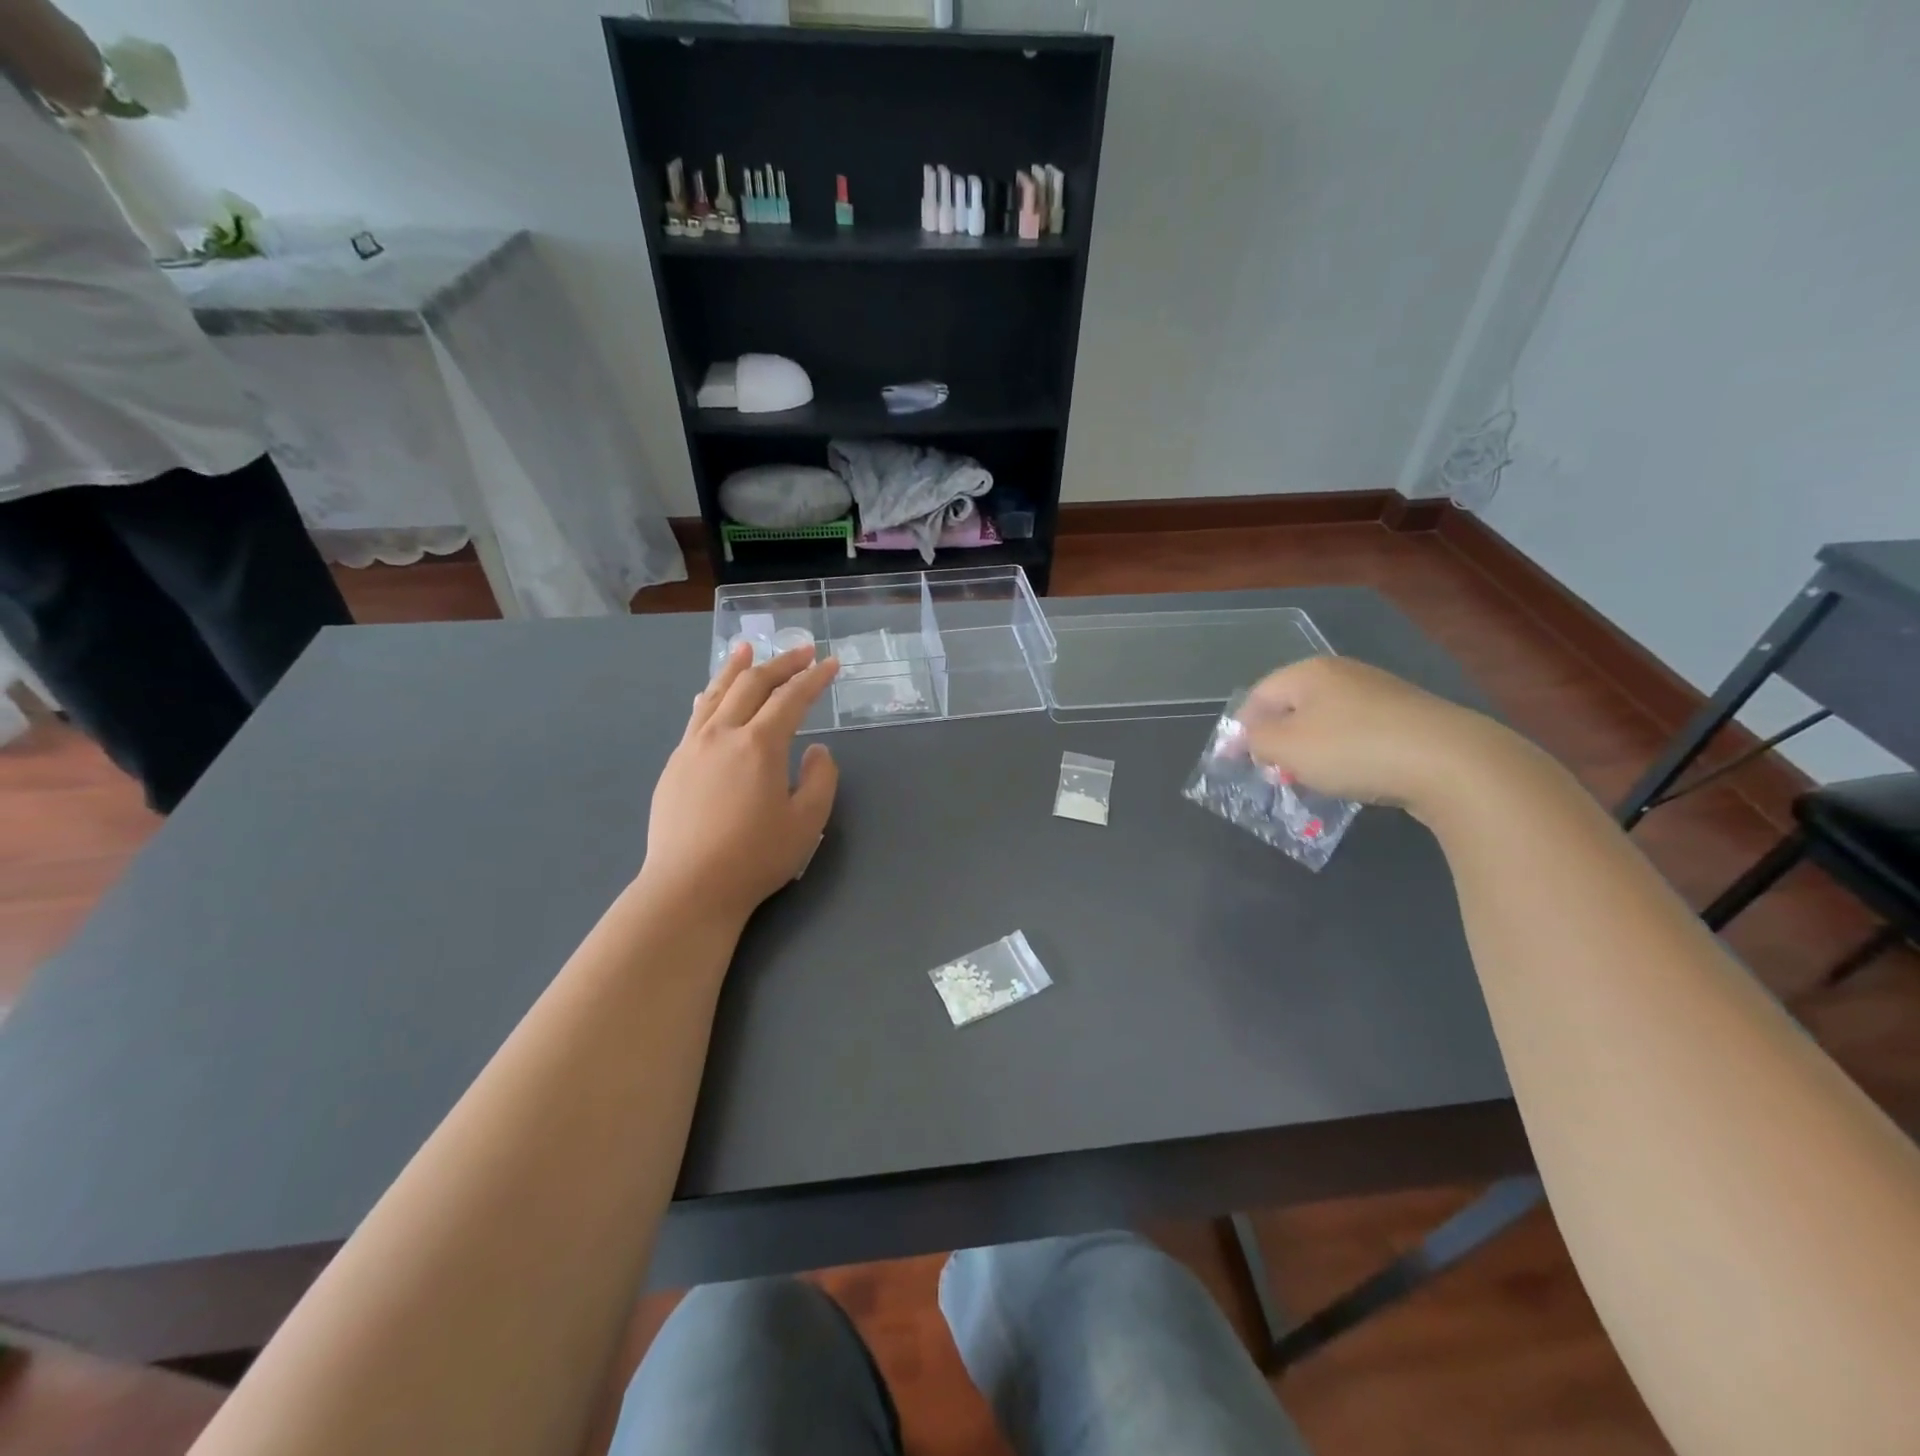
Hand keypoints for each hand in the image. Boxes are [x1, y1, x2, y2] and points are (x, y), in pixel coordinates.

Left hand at [638, 642, 839, 924]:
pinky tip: (710, 694)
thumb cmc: (755, 857)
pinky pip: (696, 717)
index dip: (814, 678)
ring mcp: (693, 747)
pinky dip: (711, 697)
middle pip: (753, 685)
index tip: (831, 663)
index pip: (792, 698)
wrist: (688, 886)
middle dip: (781, 663)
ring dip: (736, 668)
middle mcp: (724, 734)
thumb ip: (820, 779)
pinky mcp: (675, 765)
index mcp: (760, 745)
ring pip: (717, 694)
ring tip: (747, 648)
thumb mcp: (807, 822)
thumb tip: (816, 750)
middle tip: (802, 650)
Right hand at [1236, 656, 1518, 815]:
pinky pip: (1359, 736)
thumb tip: (1254, 739)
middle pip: (1294, 707)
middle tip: (1273, 775)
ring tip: (1311, 782)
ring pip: (1327, 723)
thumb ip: (1257, 741)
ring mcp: (1380, 694)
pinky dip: (1345, 756)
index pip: (1258, 696)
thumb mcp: (1286, 747)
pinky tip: (1353, 779)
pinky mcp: (1409, 719)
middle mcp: (1343, 674)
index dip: (1241, 730)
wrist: (1450, 762)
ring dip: (1311, 752)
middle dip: (1278, 742)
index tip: (1235, 764)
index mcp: (1309, 672)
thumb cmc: (1352, 749)